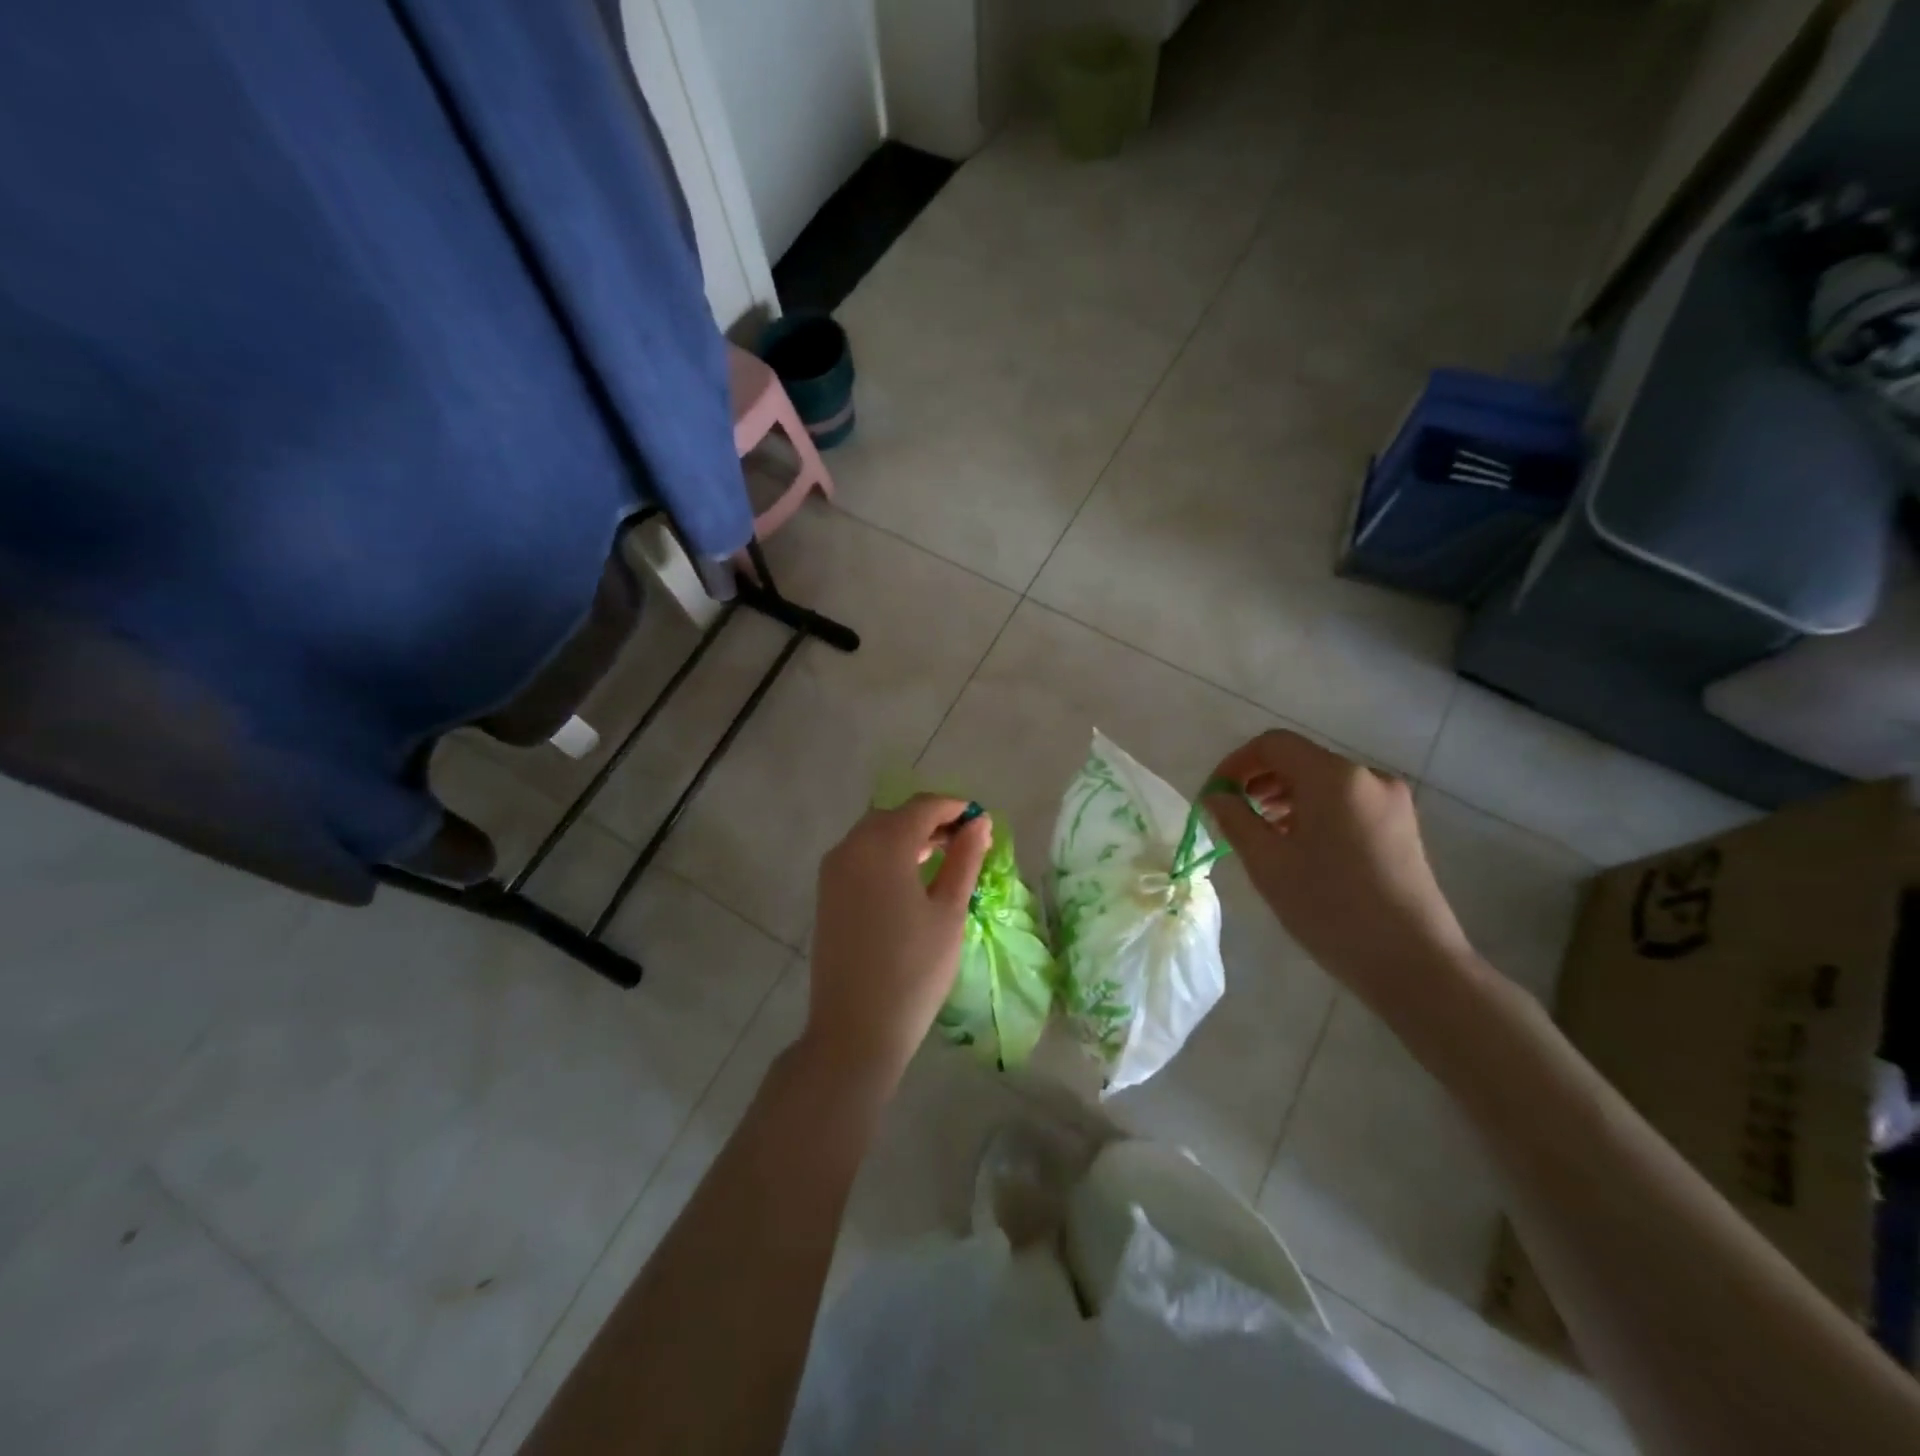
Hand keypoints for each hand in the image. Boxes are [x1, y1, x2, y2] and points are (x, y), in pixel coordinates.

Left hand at [802, 795, 991, 1097]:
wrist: (855, 1028)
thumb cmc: (914, 970)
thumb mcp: (949, 911)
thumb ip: (965, 859)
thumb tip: (980, 823)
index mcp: (883, 845)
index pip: (923, 807)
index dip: (954, 808)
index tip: (982, 821)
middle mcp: (851, 846)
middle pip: (896, 815)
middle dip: (931, 820)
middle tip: (966, 841)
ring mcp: (833, 870)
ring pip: (875, 833)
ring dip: (908, 835)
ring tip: (943, 856)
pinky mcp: (826, 892)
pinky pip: (860, 854)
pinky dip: (887, 852)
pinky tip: (910, 876)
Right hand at [1205, 731, 1476, 1009]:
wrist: (1413, 962)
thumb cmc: (1330, 908)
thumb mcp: (1268, 863)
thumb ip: (1234, 819)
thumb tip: (1215, 795)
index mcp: (1334, 777)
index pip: (1273, 745)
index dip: (1236, 763)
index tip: (1214, 795)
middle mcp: (1367, 776)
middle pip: (1300, 759)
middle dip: (1259, 780)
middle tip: (1232, 814)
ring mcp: (1391, 800)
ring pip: (1323, 781)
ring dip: (1285, 797)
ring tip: (1262, 832)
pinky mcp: (1402, 825)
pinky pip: (1346, 801)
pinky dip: (1314, 810)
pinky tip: (1299, 844)